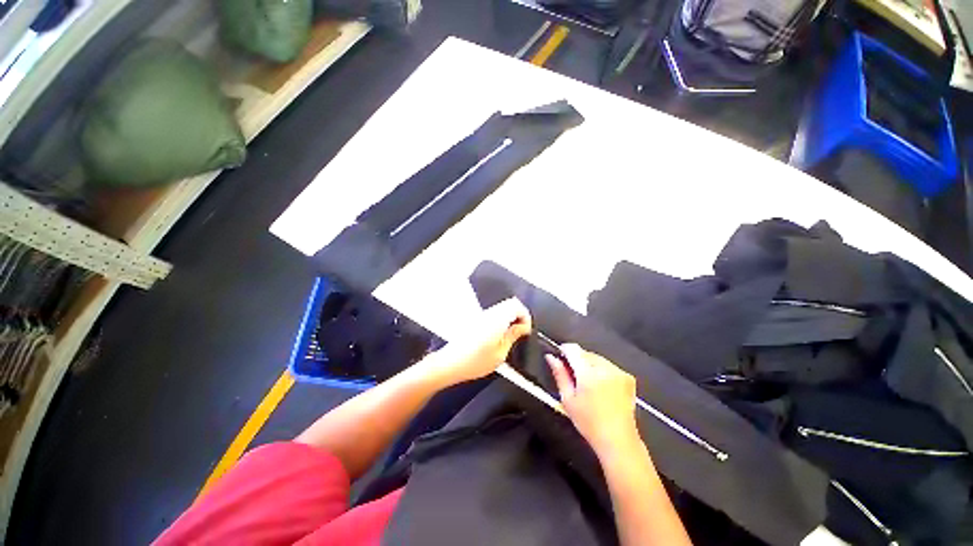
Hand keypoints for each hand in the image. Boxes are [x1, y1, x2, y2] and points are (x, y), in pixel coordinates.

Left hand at [424, 298, 531, 386]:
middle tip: (521, 332)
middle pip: (510, 303)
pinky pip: (495, 313)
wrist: (450, 363)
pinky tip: (501, 335)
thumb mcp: (500, 354)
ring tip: (512, 335)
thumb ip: (512, 336)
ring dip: (511, 317)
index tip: (526, 331)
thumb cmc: (475, 362)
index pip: (516, 305)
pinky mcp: (477, 320)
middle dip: (520, 315)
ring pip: (502, 307)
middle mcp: (489, 313)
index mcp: (496, 319)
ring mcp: (482, 315)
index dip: (526, 316)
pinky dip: (502, 319)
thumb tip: (523, 327)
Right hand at [546, 345, 640, 458]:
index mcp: (589, 374)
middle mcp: (605, 368)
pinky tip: (600, 386)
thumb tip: (551, 357)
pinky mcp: (628, 377)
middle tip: (573, 377)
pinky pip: (609, 365)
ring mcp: (619, 372)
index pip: (573, 349)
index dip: (564, 349)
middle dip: (577, 359)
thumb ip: (559, 374)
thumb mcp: (568, 399)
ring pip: (597, 358)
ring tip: (587, 383)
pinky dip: (602, 370)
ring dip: (589, 364)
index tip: (560, 356)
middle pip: (585, 352)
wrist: (618, 440)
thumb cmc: (589, 423)